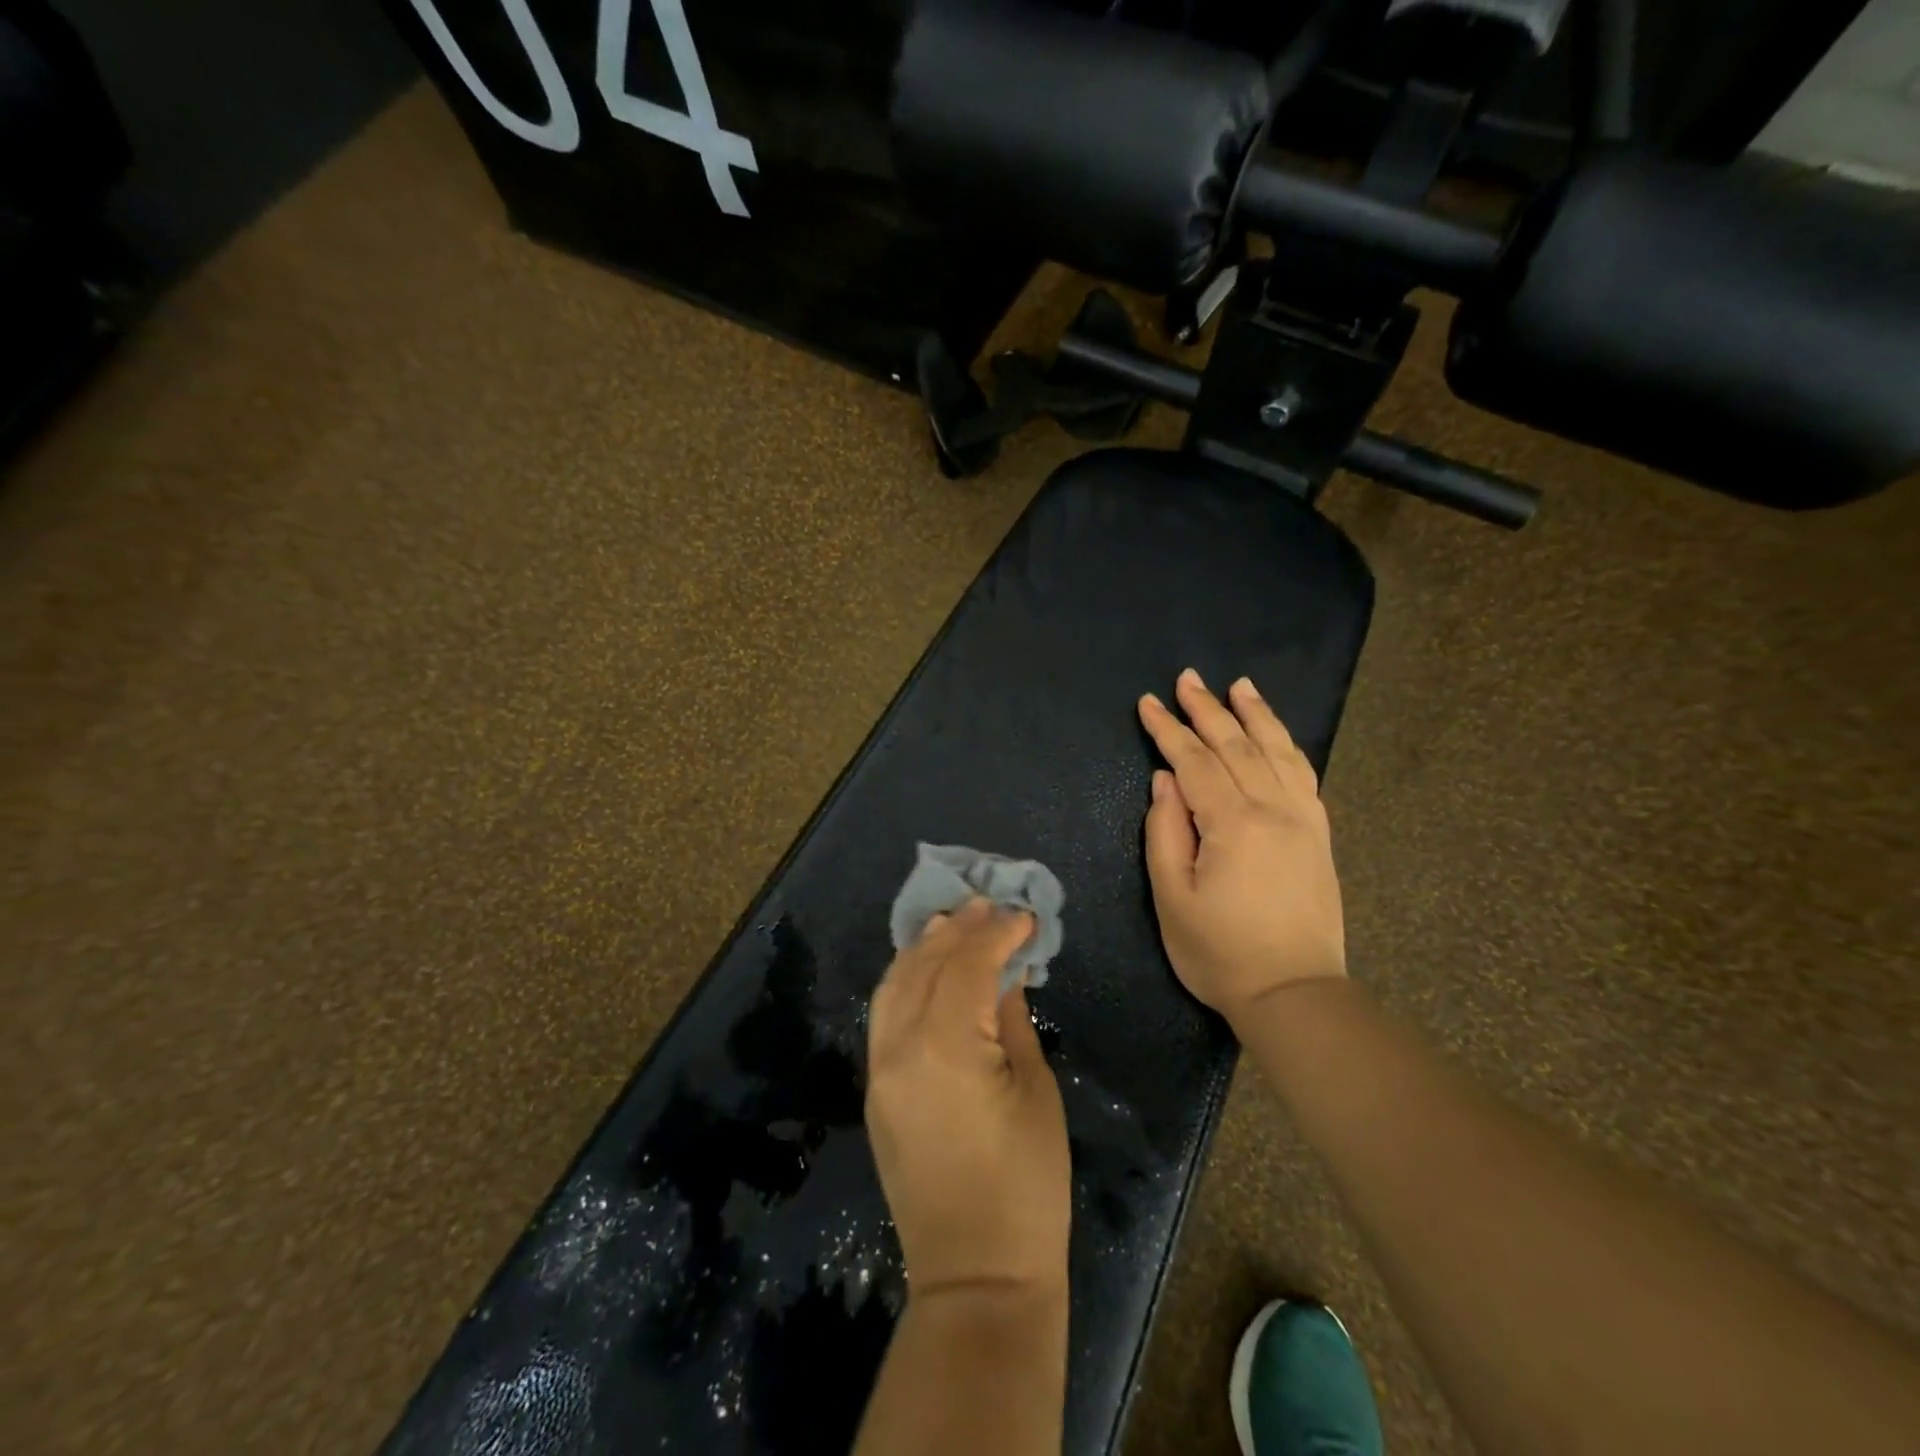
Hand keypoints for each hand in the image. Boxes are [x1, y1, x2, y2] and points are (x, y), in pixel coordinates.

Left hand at [866, 899, 1072, 1298]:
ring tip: (954, 920)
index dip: (998, 934)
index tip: (1024, 915)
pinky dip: (905, 980)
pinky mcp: (876, 1090)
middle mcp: (900, 1048)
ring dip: (924, 948)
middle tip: (988, 903)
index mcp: (945, 1047)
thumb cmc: (1026, 1186)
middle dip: (958, 929)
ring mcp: (880, 1069)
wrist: (976, 1276)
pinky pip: (885, 1015)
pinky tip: (927, 967)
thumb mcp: (1034, 1091)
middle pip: (925, 966)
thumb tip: (1006, 976)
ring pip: (894, 985)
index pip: (968, 965)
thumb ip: (1011, 1021)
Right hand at [1137, 669, 1347, 1024]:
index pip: (1195, 762)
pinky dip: (1286, 745)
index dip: (1168, 730)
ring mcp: (1302, 819)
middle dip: (1207, 709)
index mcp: (1233, 824)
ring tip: (1237, 685)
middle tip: (1186, 678)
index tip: (1147, 702)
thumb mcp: (1172, 897)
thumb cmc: (1219, 951)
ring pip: (1276, 751)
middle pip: (1236, 746)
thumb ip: (1165, 831)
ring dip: (1254, 715)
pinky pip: (1302, 774)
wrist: (1294, 993)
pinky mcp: (1318, 834)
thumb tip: (1165, 780)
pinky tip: (1275, 732)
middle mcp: (1273, 810)